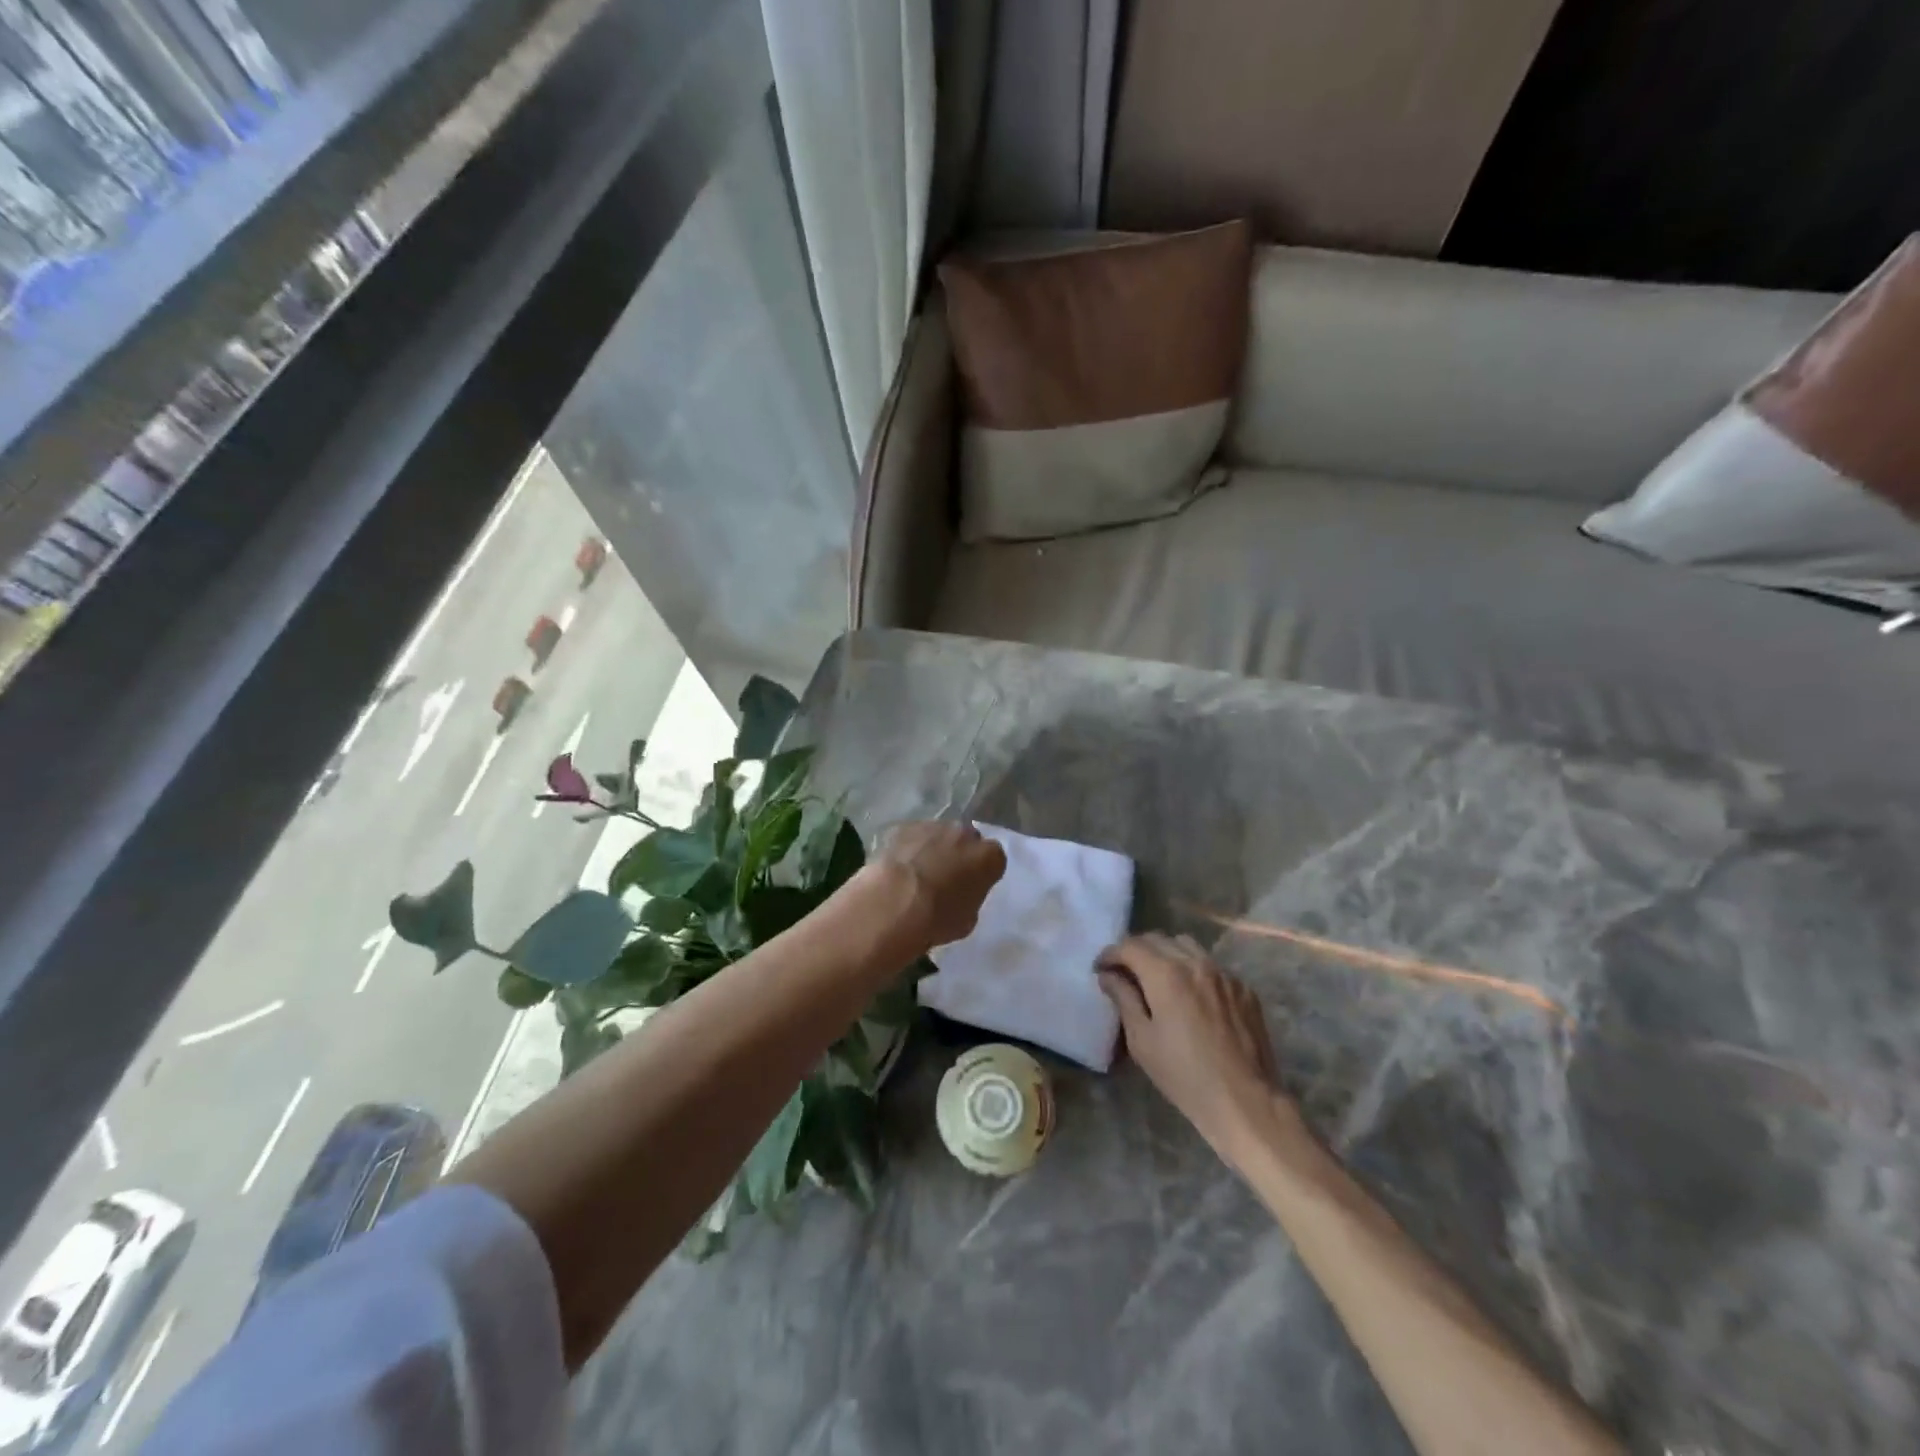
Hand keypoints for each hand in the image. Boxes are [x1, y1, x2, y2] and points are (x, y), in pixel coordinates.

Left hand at [870, 821, 1006, 950]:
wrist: (895, 905)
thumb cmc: (938, 918)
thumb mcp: (968, 919)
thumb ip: (971, 897)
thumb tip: (961, 893)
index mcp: (989, 857)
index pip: (993, 859)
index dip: (982, 871)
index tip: (972, 884)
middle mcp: (965, 833)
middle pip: (967, 839)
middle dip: (959, 854)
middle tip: (946, 876)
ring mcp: (933, 826)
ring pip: (939, 834)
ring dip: (933, 848)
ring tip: (918, 872)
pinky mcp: (904, 827)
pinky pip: (912, 836)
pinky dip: (909, 847)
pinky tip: (898, 867)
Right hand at [1097, 934, 1283, 1158]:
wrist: (1245, 1101)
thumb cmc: (1184, 1075)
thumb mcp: (1142, 1040)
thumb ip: (1123, 999)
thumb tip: (1108, 975)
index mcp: (1166, 974)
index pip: (1130, 946)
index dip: (1110, 954)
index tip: (1100, 969)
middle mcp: (1196, 963)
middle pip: (1158, 939)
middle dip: (1135, 951)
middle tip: (1124, 973)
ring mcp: (1224, 974)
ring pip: (1187, 946)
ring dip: (1166, 954)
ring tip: (1158, 979)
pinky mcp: (1244, 989)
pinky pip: (1212, 966)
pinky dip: (1194, 971)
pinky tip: (1192, 997)